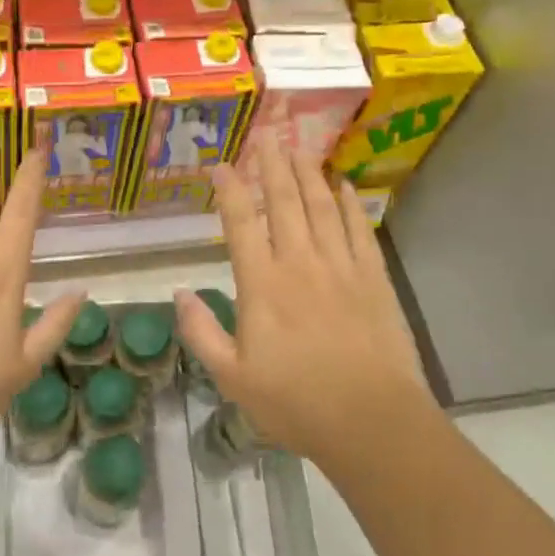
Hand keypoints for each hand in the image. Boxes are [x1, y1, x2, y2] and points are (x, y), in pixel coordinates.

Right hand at [175, 138, 429, 467]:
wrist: (371, 420)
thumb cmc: (296, 402)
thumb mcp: (233, 378)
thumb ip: (201, 333)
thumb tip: (181, 292)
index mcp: (262, 284)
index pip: (241, 222)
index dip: (230, 189)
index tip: (221, 165)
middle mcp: (300, 263)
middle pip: (284, 201)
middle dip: (273, 164)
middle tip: (267, 134)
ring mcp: (340, 267)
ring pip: (322, 207)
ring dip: (309, 173)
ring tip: (300, 148)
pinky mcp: (373, 278)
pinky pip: (359, 230)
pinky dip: (351, 204)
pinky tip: (345, 186)